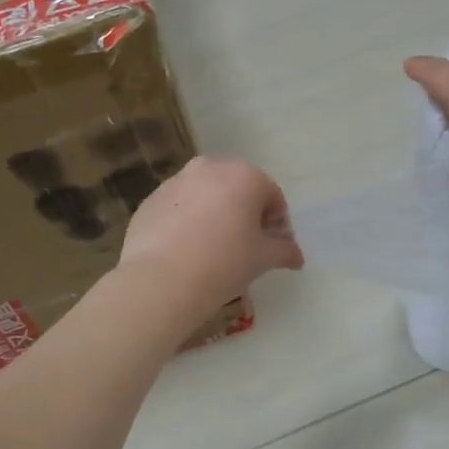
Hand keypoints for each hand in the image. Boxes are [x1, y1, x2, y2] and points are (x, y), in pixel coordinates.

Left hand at [120, 156, 303, 313]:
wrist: (161, 280)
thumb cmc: (224, 263)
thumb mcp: (263, 259)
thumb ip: (284, 251)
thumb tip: (297, 257)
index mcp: (245, 176)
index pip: (272, 196)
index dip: (276, 222)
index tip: (272, 247)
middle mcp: (210, 168)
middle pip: (237, 188)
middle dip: (245, 212)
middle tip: (245, 245)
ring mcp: (176, 181)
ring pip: (206, 195)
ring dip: (215, 214)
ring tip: (212, 249)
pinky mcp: (151, 199)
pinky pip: (179, 207)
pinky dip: (187, 221)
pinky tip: (185, 250)